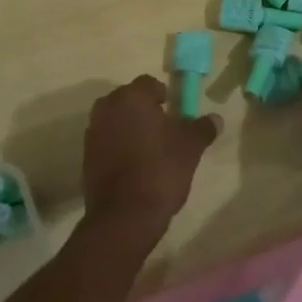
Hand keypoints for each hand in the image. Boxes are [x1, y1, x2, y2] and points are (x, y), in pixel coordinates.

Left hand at [81, 75, 219, 246]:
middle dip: (145, 110)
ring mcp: (93, 132)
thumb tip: (215, 118)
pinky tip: (134, 165)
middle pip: (129, 100)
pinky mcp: (86, 156)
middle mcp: (107, 108)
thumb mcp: (190, 148)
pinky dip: (118, 145)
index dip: (164, 96)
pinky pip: (106, 140)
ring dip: (130, 128)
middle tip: (164, 130)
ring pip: (116, 120)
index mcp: (131, 98)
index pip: (149, 84)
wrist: (124, 216)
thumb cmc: (160, 171)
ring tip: (149, 149)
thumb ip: (202, 128)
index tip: (175, 114)